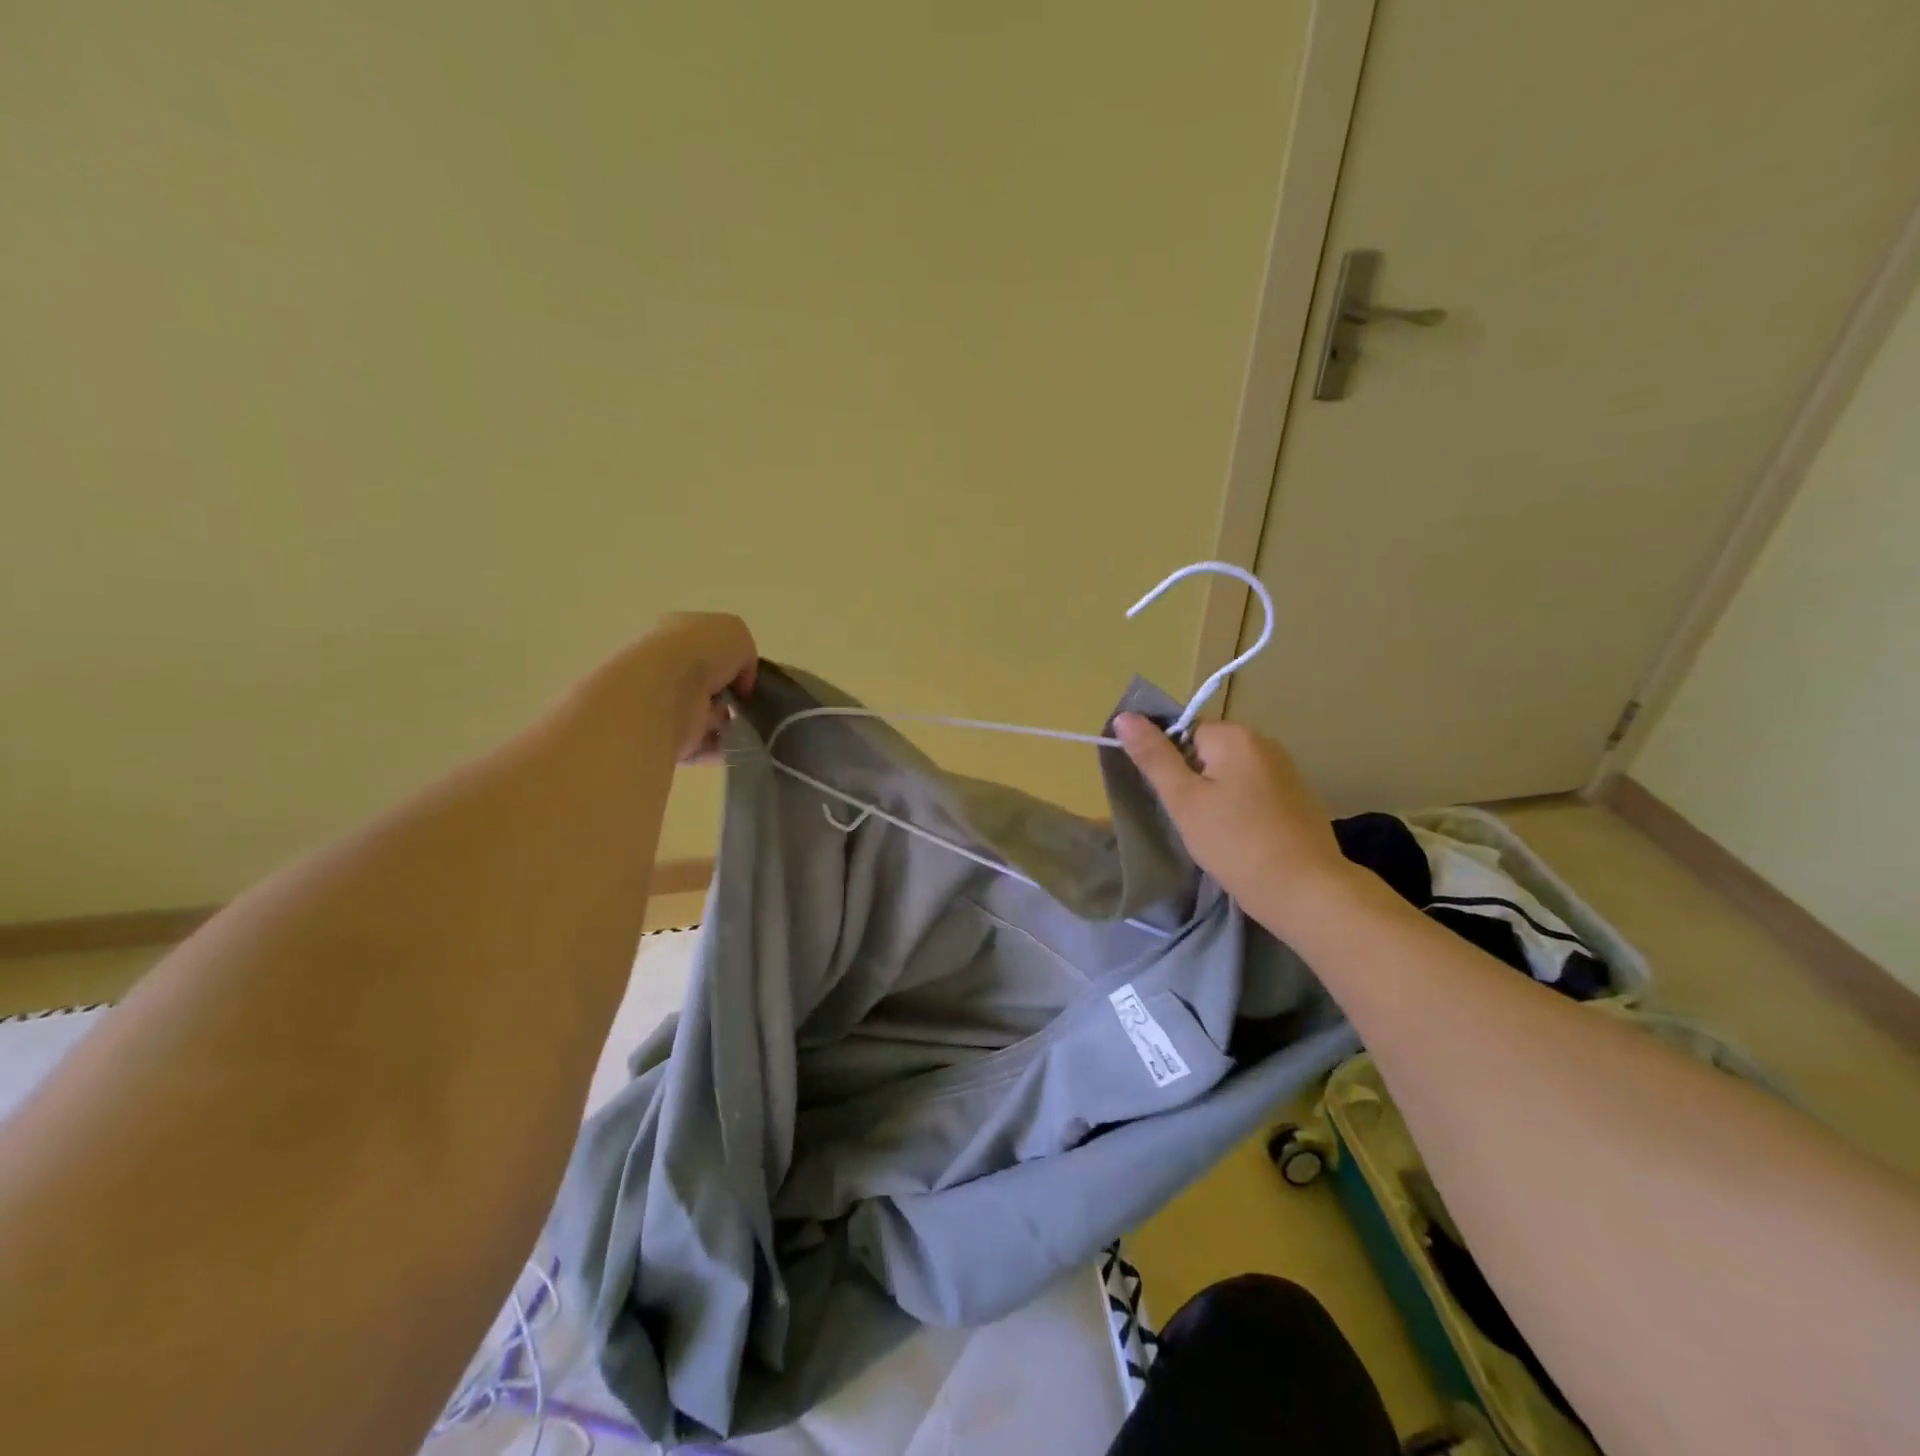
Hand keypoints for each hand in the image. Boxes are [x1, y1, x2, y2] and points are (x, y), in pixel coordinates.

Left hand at [630, 613, 758, 762]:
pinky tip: (735, 741)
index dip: (734, 661)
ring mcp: (665, 702)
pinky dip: (720, 744)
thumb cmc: (700, 653)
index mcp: (679, 634)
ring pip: (706, 714)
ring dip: (725, 720)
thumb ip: (745, 655)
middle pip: (708, 683)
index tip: (749, 677)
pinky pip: (701, 743)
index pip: (709, 647)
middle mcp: (668, 667)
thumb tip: (741, 683)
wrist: (665, 692)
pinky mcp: (667, 735)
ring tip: (743, 723)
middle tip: (746, 702)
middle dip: (730, 695)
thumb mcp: (737, 634)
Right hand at [1114, 715, 1357, 936]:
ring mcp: (1285, 771)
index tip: (1168, 798)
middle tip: (1187, 819)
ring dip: (1214, 796)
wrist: (1307, 891)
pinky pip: (1252, 791)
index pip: (1183, 731)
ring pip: (1229, 774)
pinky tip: (1238, 838)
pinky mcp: (1297, 798)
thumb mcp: (1184, 800)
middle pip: (1207, 751)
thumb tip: (1124, 716)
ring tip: (1210, 833)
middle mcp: (1264, 743)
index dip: (1167, 762)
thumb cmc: (1236, 843)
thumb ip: (1153, 756)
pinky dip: (1238, 809)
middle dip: (1191, 780)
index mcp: (1235, 736)